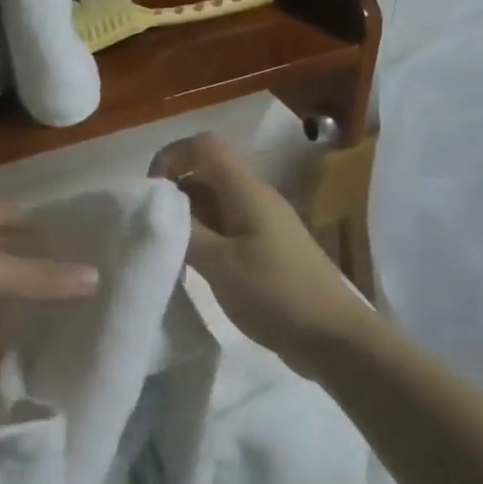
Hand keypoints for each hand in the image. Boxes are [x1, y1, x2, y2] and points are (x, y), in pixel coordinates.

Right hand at [151, 133, 370, 372]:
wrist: (334, 337)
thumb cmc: (276, 294)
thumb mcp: (221, 264)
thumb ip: (185, 232)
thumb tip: (156, 209)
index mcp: (247, 192)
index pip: (204, 147)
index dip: (172, 157)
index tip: (148, 194)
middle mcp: (255, 199)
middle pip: (207, 175)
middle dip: (173, 194)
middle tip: (151, 230)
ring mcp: (262, 225)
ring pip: (214, 205)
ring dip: (186, 220)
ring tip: (166, 252)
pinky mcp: (265, 251)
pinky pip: (226, 230)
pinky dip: (203, 240)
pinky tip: (190, 269)